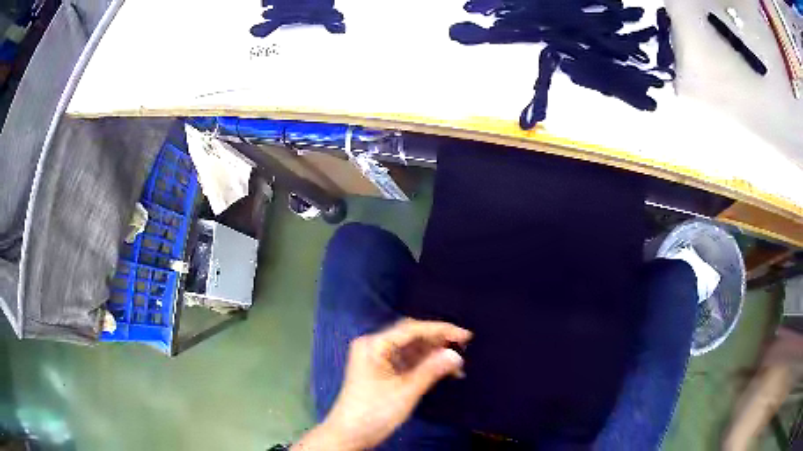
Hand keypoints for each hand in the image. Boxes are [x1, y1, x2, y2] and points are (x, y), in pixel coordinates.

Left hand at [293, 319, 471, 450]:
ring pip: (411, 348)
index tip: (466, 335)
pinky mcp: (381, 371)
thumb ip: (431, 370)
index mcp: (374, 345)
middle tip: (464, 346)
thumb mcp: (406, 392)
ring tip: (457, 363)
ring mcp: (376, 358)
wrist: (349, 435)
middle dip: (438, 341)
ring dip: (433, 354)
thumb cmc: (374, 412)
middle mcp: (374, 346)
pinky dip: (424, 364)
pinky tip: (442, 371)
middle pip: (411, 336)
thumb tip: (456, 354)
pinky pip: (406, 361)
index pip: (412, 329)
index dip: (441, 330)